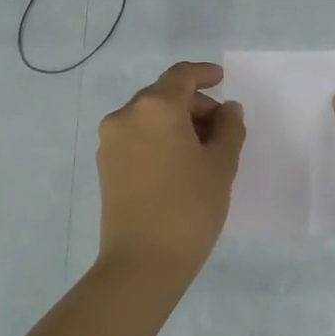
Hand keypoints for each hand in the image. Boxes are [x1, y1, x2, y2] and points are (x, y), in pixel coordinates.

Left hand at [97, 61, 246, 278]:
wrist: (142, 262)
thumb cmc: (190, 207)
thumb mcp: (221, 164)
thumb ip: (229, 128)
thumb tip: (227, 109)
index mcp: (156, 107)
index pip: (181, 76)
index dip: (203, 73)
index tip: (221, 79)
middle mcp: (126, 115)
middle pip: (164, 95)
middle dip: (194, 104)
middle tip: (222, 127)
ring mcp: (111, 141)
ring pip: (149, 116)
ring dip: (176, 122)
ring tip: (203, 149)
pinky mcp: (105, 165)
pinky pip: (136, 137)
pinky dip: (158, 138)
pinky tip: (179, 162)